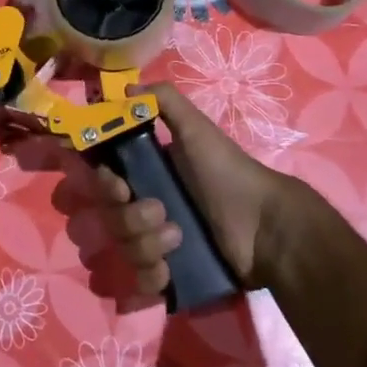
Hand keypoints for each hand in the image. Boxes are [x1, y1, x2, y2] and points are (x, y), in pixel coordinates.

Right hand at [91, 84, 299, 295]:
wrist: (264, 226)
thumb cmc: (227, 173)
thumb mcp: (197, 130)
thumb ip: (164, 101)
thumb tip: (126, 86)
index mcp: (147, 173)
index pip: (105, 178)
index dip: (102, 182)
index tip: (117, 183)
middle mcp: (145, 206)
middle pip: (109, 215)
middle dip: (129, 216)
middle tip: (158, 211)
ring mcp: (155, 243)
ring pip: (122, 248)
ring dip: (145, 243)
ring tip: (178, 238)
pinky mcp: (169, 275)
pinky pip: (139, 280)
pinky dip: (151, 276)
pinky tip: (171, 269)